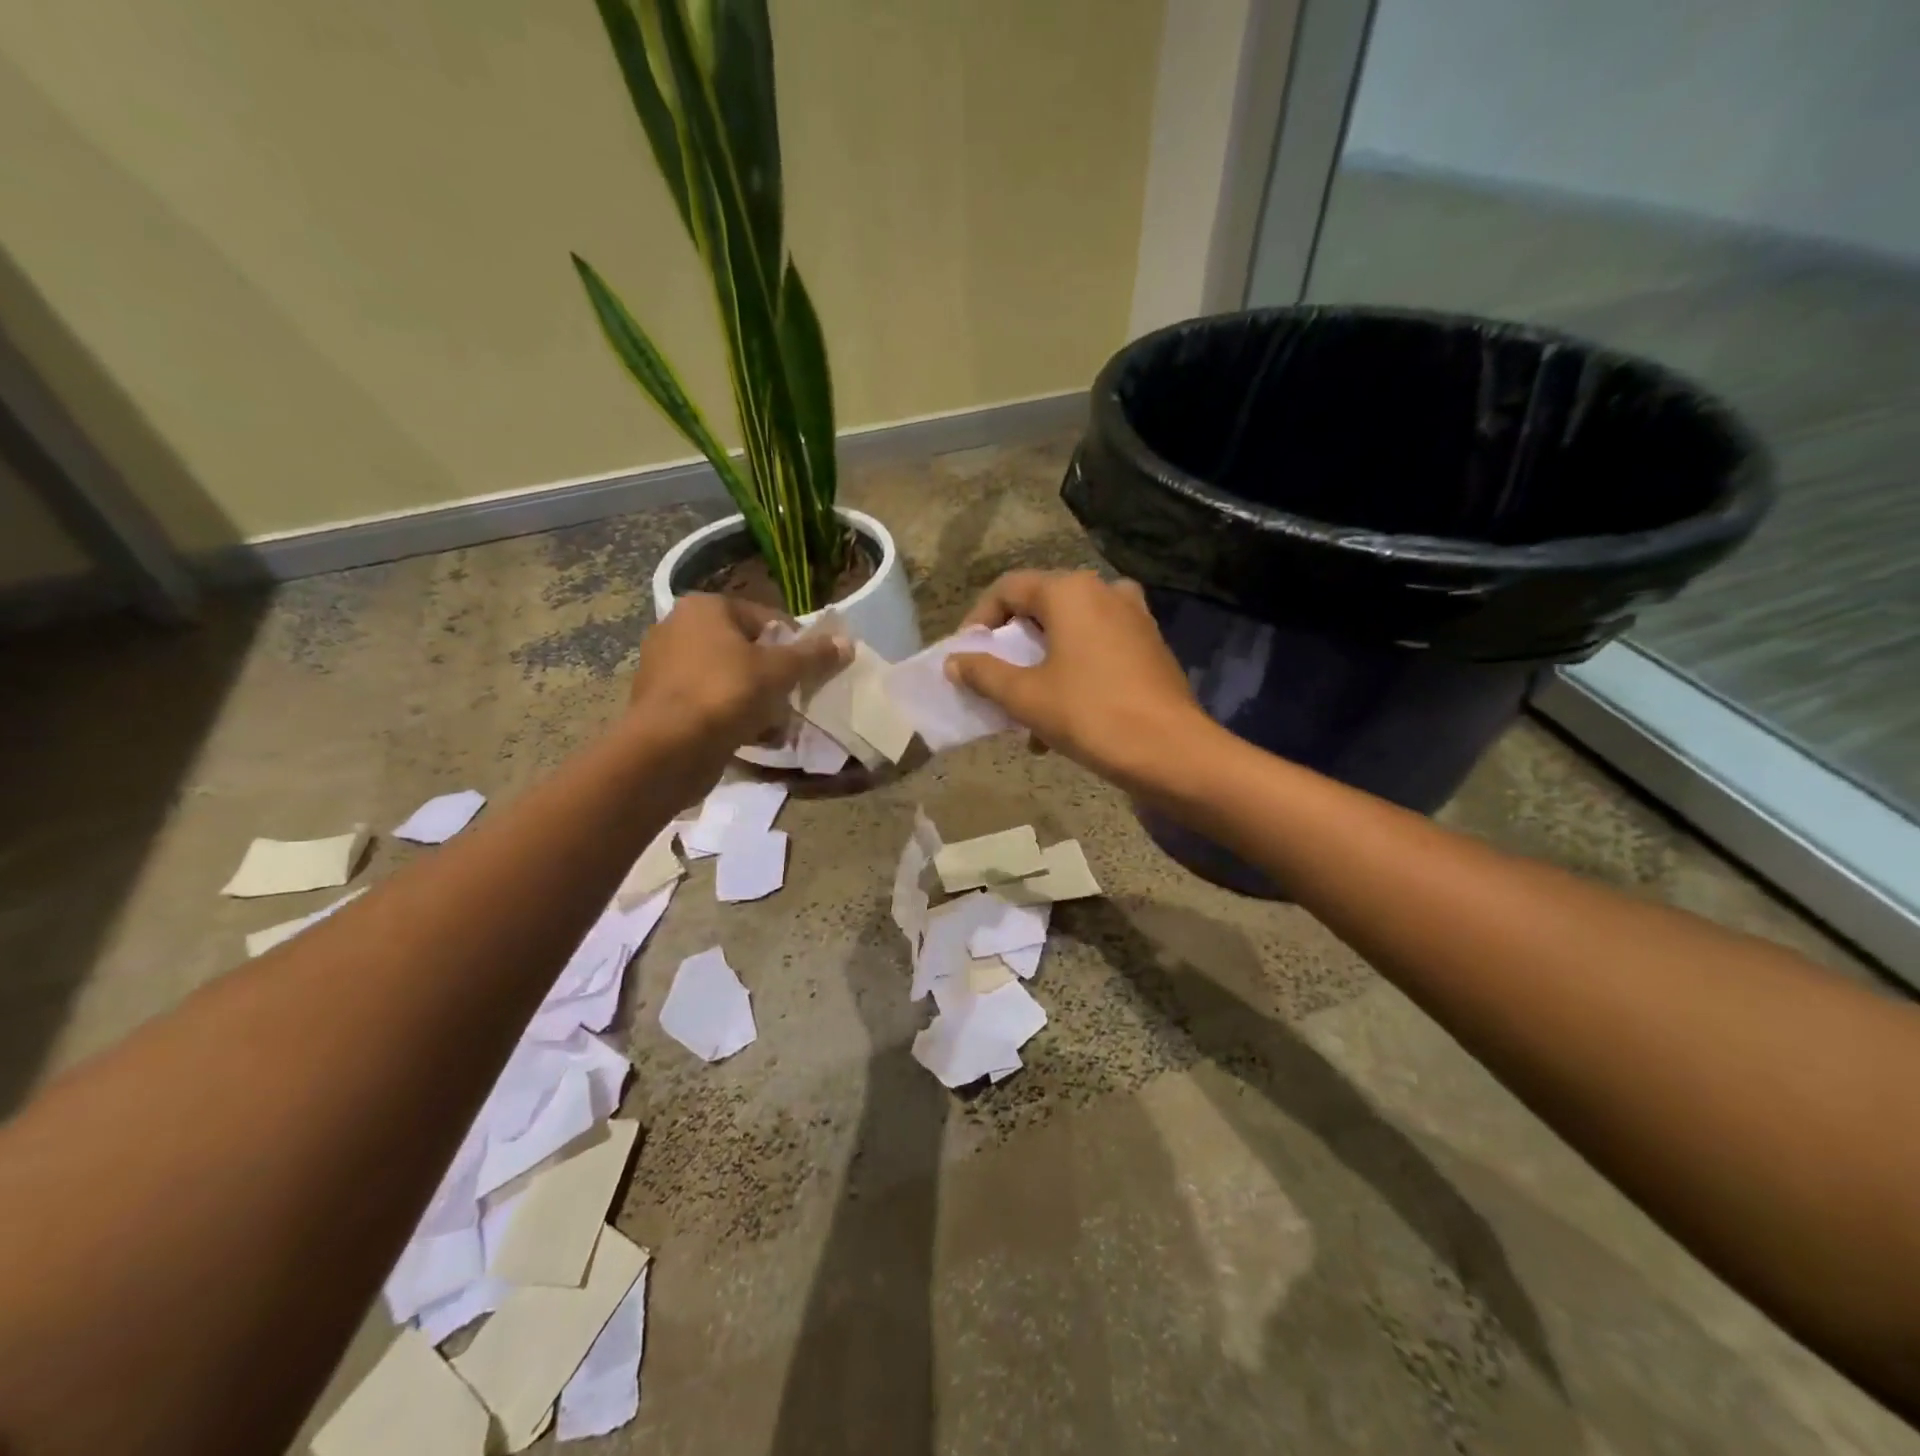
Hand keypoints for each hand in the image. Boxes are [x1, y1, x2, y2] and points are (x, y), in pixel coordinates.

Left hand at [629, 594, 848, 749]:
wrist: (668, 749)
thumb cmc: (726, 694)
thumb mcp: (779, 671)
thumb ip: (813, 656)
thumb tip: (846, 643)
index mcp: (704, 608)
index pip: (766, 618)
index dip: (795, 644)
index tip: (812, 671)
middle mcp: (678, 628)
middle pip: (746, 649)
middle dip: (773, 675)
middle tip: (795, 698)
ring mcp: (664, 666)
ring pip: (728, 678)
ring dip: (755, 699)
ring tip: (777, 723)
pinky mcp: (660, 702)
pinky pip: (708, 702)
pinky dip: (730, 716)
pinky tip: (752, 736)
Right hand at [946, 571, 1212, 791]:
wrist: (1172, 752)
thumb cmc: (1090, 715)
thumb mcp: (1025, 696)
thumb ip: (984, 673)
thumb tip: (954, 662)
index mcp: (1071, 591)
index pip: (1008, 589)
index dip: (978, 620)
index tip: (965, 657)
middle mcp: (1104, 591)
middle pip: (1041, 608)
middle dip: (1012, 648)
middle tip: (994, 682)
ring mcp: (1133, 617)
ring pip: (1070, 632)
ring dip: (1042, 665)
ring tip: (1027, 710)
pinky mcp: (1150, 646)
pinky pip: (1098, 648)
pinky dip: (1073, 672)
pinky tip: (1063, 719)